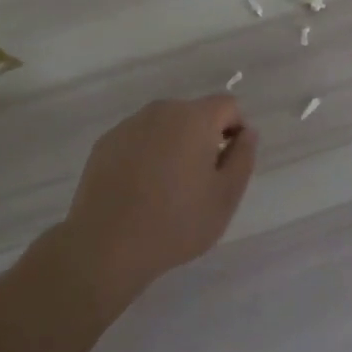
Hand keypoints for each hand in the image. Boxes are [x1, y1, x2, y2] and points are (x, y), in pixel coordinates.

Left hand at [51, 95, 257, 310]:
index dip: (235, 130)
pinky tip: (139, 190)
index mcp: (194, 118)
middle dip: (203, 138)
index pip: (227, 105)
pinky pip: (138, 140)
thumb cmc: (176, 222)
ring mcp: (128, 125)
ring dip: (173, 146)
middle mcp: (161, 111)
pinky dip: (146, 155)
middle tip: (199, 182)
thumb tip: (246, 133)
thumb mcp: (226, 196)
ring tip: (166, 189)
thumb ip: (243, 158)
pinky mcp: (105, 143)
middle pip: (194, 113)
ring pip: (164, 126)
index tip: (227, 165)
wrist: (106, 246)